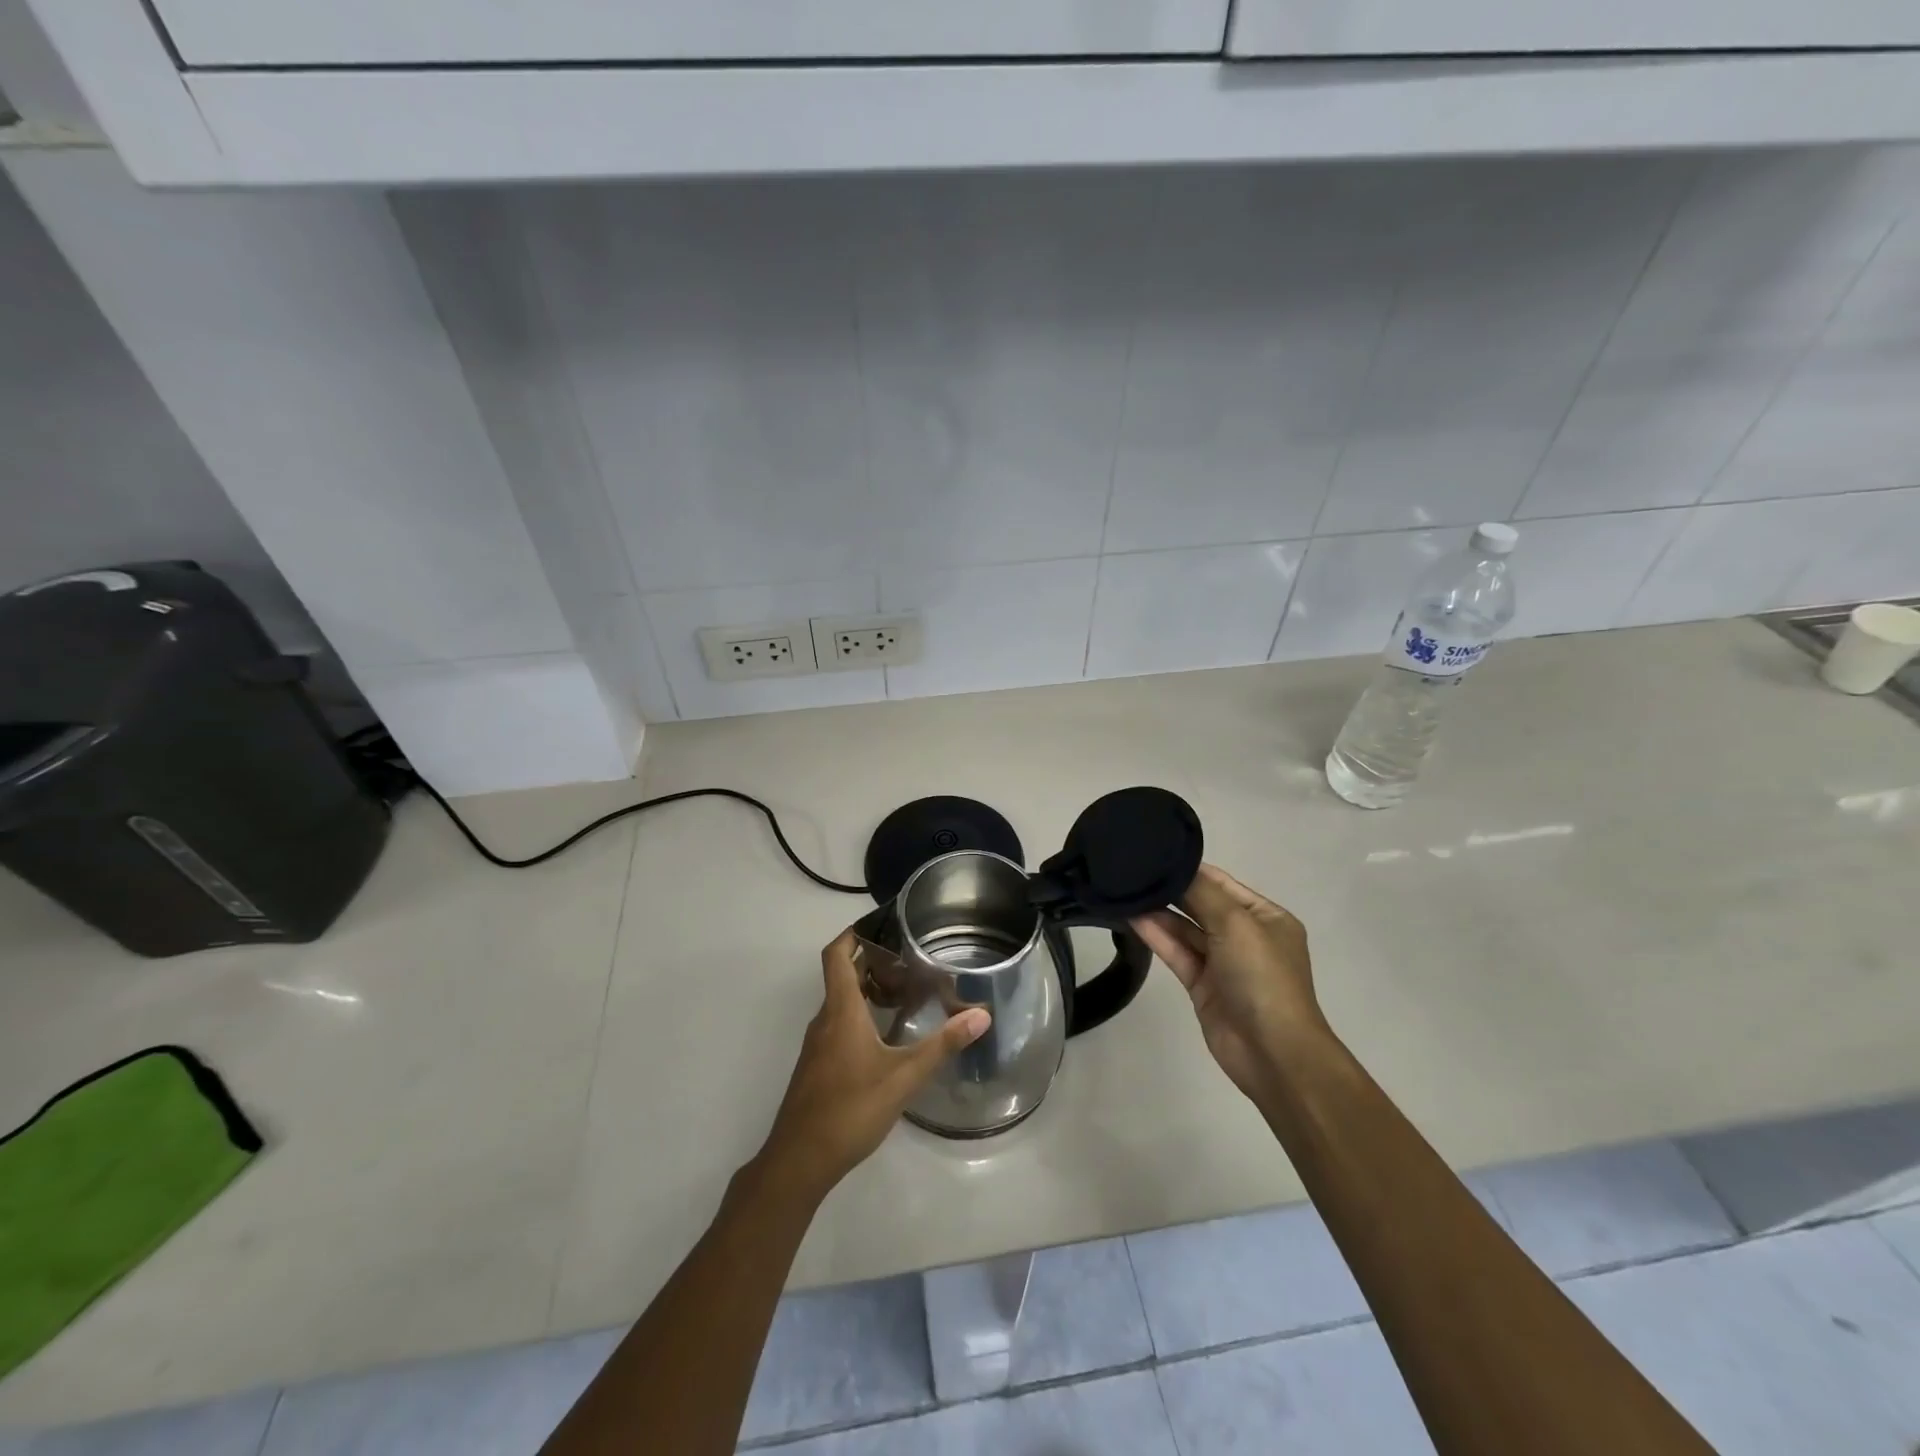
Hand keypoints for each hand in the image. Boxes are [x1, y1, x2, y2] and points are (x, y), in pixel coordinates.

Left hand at [756, 929, 989, 1202]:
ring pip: (840, 1001)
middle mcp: (825, 1019)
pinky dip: (859, 1014)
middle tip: (907, 955)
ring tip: (904, 989)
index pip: (836, 955)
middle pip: (841, 975)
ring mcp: (818, 1044)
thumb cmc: (850, 1109)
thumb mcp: (904, 1077)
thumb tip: (981, 1015)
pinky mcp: (817, 1066)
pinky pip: (838, 1024)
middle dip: (870, 960)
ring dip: (866, 988)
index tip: (879, 923)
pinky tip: (886, 1034)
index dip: (852, 933)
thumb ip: (942, 1045)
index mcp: (840, 1010)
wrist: (799, 1161)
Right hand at [1130, 864, 1327, 1102]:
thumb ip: (1202, 893)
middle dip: (1171, 889)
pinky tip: (1132, 918)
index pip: (1221, 882)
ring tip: (1125, 891)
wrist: (1273, 1052)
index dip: (1189, 868)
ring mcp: (1223, 962)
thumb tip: (1173, 868)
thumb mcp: (1236, 924)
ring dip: (1159, 912)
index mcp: (1265, 917)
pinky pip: (1177, 952)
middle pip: (1202, 904)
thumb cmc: (1262, 977)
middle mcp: (1245, 935)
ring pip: (1185, 929)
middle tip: (1132, 870)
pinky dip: (1157, 935)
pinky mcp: (1202, 985)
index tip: (1152, 853)